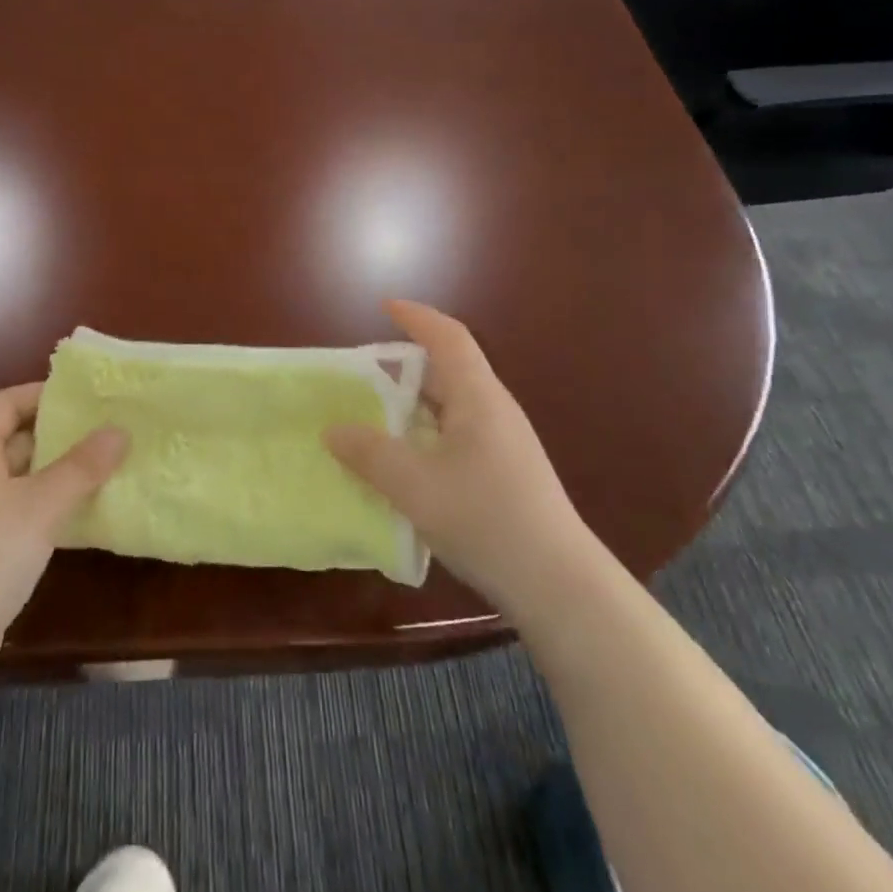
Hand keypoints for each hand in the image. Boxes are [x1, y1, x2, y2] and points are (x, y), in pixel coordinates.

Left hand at [0, 384, 126, 677]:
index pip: (3, 403)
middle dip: (56, 433)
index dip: (39, 394)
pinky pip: (15, 509)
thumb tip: (118, 431)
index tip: (83, 396)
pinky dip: (45, 504)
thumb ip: (81, 467)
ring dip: (54, 471)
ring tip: (102, 466)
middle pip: (11, 438)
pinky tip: (78, 513)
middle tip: (103, 430)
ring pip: (16, 477)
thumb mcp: (40, 505)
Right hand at [325, 301, 591, 613]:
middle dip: (406, 367)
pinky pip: (458, 434)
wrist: (558, 584)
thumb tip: (334, 430)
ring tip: (376, 420)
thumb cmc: (486, 519)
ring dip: (414, 405)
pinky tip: (407, 463)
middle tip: (364, 377)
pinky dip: (426, 434)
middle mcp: (494, 410)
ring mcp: (505, 443)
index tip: (385, 307)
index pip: (448, 338)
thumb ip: (369, 454)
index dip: (417, 317)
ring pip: (453, 406)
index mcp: (478, 397)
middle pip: (449, 370)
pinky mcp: (507, 472)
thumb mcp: (414, 485)